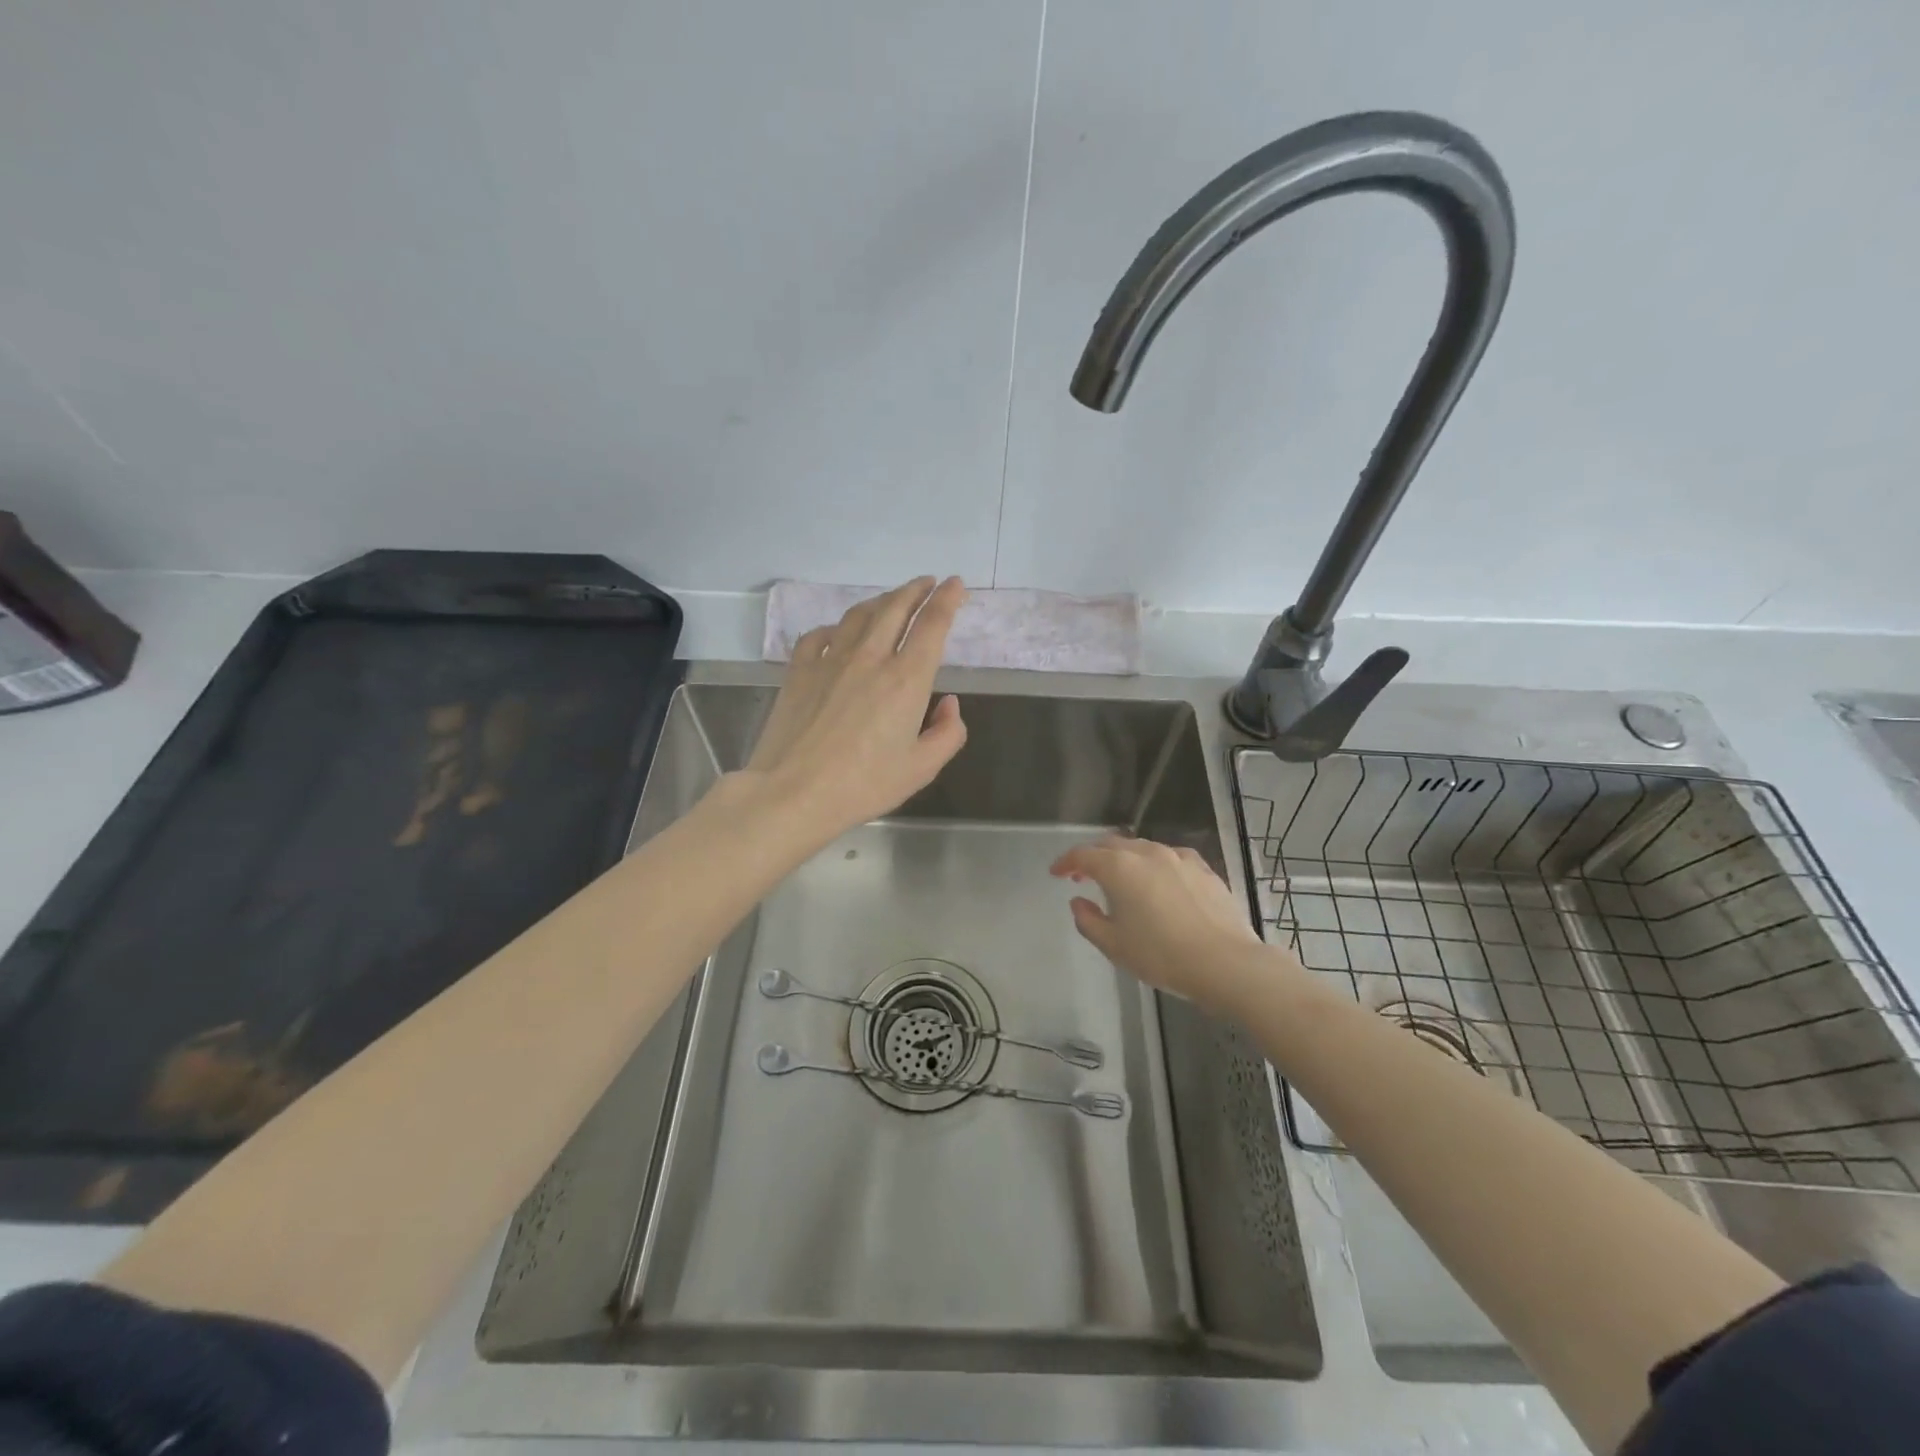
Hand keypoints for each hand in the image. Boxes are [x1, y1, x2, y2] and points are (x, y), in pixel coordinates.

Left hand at [742, 576, 968, 843]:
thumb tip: (948, 705)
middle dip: (915, 590)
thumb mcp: (921, 769)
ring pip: (859, 615)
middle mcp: (870, 658)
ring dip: (880, 601)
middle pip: (895, 608)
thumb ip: (947, 733)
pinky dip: (835, 628)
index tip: (955, 584)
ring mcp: (830, 660)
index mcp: (906, 680)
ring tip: (891, 600)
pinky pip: (819, 635)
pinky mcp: (799, 670)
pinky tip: (838, 633)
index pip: (932, 625)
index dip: (947, 599)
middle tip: (927, 582)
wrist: (793, 792)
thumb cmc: (863, 785)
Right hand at [1050, 835, 1265, 1008]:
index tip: (1056, 873)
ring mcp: (1178, 857)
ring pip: (1142, 849)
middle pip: (1112, 845)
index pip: (1082, 855)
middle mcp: (1146, 853)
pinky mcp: (1203, 869)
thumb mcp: (1113, 945)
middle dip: (1094, 857)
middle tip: (1083, 875)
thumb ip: (1088, 920)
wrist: (1225, 962)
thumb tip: (1079, 902)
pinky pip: (1170, 858)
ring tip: (1122, 880)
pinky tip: (1160, 882)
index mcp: (1119, 868)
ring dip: (1125, 859)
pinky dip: (1155, 865)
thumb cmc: (1161, 955)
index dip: (1066, 862)